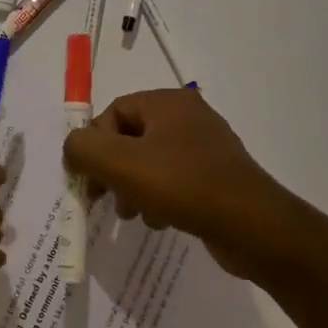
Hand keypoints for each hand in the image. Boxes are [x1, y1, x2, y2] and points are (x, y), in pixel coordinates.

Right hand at [62, 89, 303, 279]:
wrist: (253, 225)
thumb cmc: (183, 186)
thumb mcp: (121, 164)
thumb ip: (84, 149)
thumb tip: (74, 149)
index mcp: (168, 102)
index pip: (113, 113)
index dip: (93, 145)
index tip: (88, 180)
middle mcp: (188, 117)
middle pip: (130, 138)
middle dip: (112, 171)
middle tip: (104, 200)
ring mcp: (205, 147)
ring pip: (150, 162)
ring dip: (133, 188)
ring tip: (134, 214)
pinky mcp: (216, 176)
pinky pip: (173, 180)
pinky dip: (158, 198)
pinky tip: (160, 221)